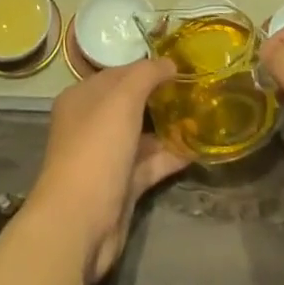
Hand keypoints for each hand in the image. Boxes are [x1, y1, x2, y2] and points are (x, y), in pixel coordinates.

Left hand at [27, 58, 188, 284]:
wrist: (80, 222)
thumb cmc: (97, 148)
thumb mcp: (122, 99)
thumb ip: (147, 74)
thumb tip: (170, 62)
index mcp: (83, 98)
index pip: (119, 73)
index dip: (148, 68)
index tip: (181, 66)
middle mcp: (91, 124)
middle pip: (131, 104)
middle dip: (161, 97)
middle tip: (195, 89)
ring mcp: (107, 157)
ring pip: (142, 135)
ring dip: (169, 127)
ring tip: (202, 116)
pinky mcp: (122, 186)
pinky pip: (150, 163)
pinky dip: (171, 156)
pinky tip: (198, 148)